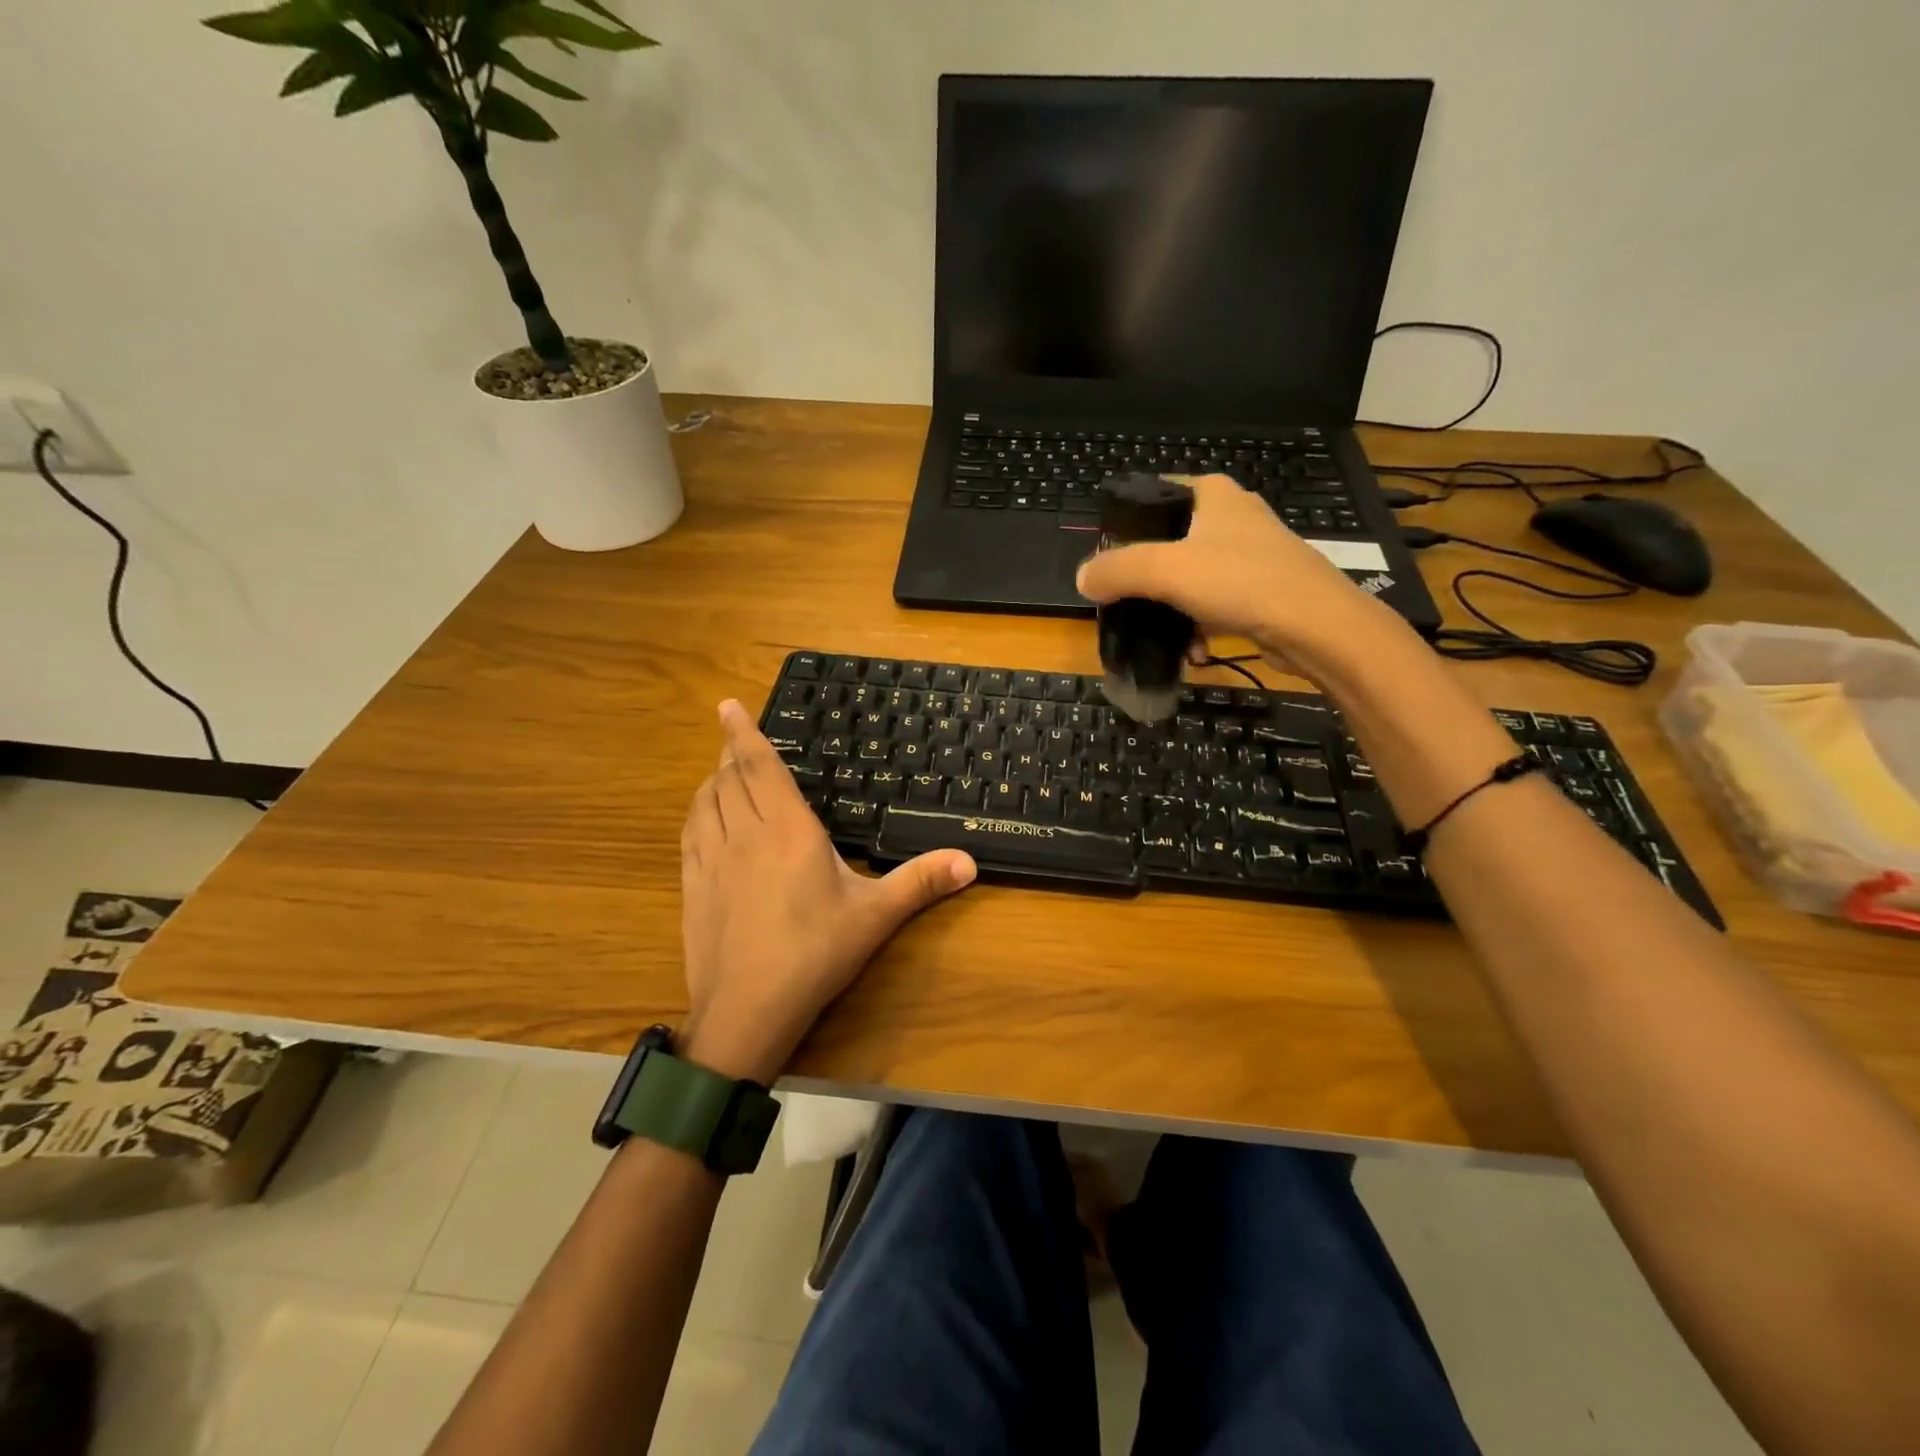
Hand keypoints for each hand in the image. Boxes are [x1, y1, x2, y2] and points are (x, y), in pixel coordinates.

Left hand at [677, 700, 976, 1081]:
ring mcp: (712, 860)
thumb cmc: (815, 953)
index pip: (761, 767)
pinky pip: (690, 833)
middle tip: (735, 734)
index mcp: (788, 830)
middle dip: (731, 751)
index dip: (744, 732)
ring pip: (705, 802)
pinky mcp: (693, 887)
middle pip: (730, 778)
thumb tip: (970, 860)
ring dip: (713, 779)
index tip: (729, 704)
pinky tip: (704, 818)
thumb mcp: (875, 916)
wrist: (747, 1010)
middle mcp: (745, 834)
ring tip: (723, 771)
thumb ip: (921, 882)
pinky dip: (697, 812)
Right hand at [1075, 473, 1406, 679]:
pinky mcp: (1265, 588)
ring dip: (1173, 608)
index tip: (1107, 556)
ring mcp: (1253, 553)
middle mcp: (1234, 516)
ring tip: (1162, 636)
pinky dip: (1201, 623)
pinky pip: (1217, 602)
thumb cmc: (1239, 581)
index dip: (1128, 520)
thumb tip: (1082, 578)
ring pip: (1193, 576)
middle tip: (1126, 600)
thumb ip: (1117, 570)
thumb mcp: (1164, 570)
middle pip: (1172, 540)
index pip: (1158, 491)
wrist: (1316, 626)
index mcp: (1213, 494)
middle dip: (1147, 575)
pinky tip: (1195, 650)